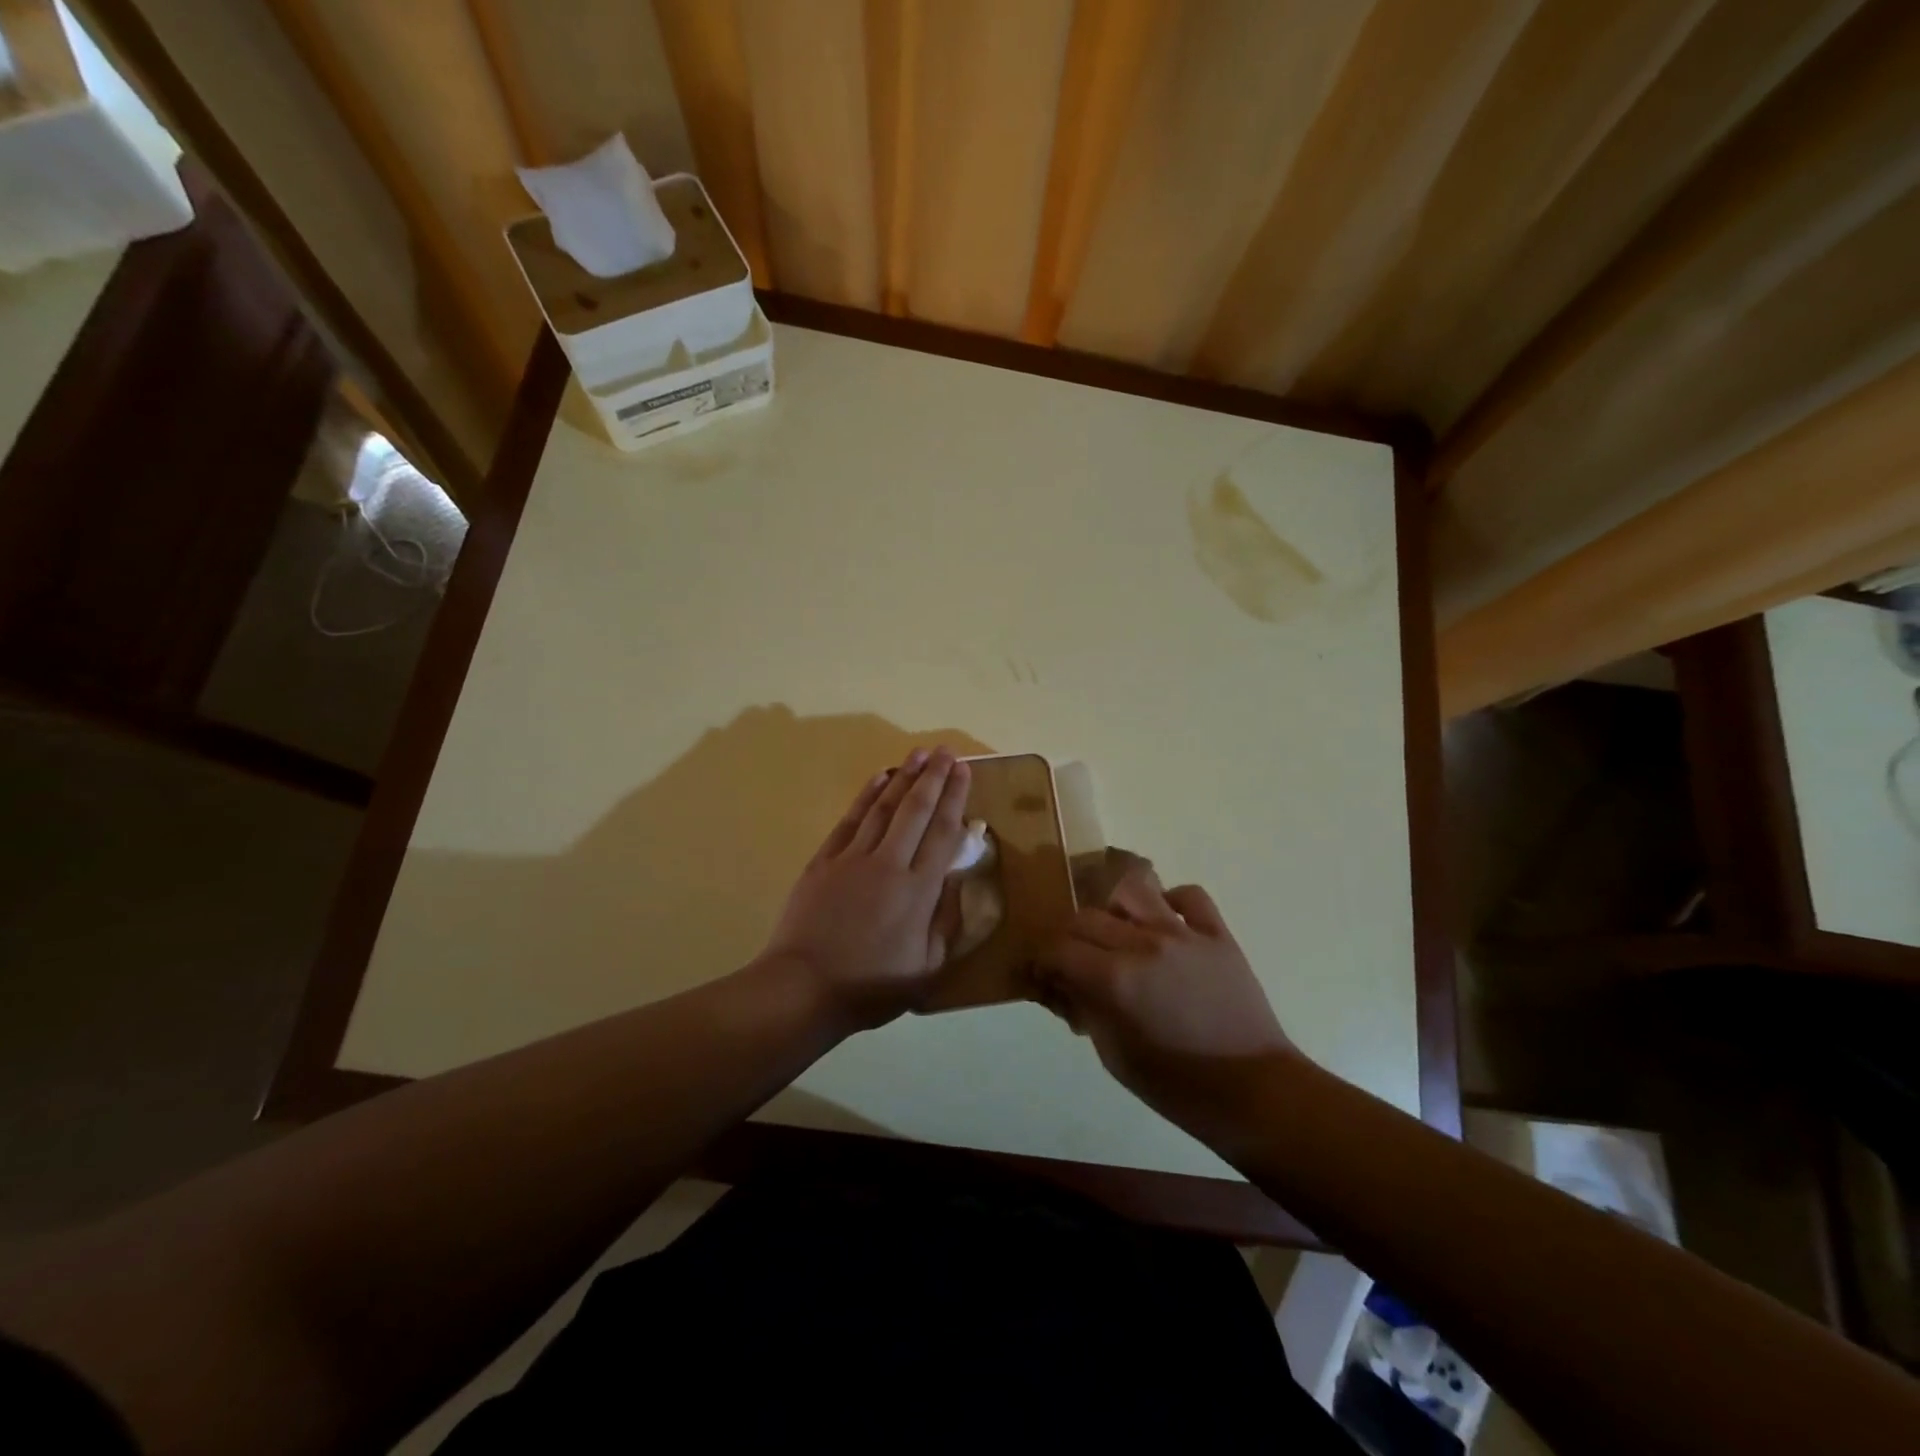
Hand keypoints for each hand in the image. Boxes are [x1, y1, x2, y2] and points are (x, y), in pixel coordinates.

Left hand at [762, 747, 971, 1030]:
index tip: (963, 771)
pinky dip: (866, 795)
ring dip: (903, 777)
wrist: (803, 988)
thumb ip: (946, 922)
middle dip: (934, 777)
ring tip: (918, 753)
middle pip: (916, 810)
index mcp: (919, 891)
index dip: (955, 798)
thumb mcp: (926, 967)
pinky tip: (879, 778)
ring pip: (884, 807)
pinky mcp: (824, 860)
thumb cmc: (871, 986)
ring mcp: (853, 858)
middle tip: (945, 750)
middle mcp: (889, 864)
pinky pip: (850, 819)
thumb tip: (957, 880)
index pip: (943, 832)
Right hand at [1032, 863, 1295, 1136]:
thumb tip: (1062, 984)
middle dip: (1069, 938)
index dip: (1042, 960)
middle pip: (1087, 918)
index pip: (1058, 949)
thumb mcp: (1114, 1056)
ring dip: (1114, 909)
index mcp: (1115, 980)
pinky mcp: (1217, 934)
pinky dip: (1170, 901)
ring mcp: (1183, 934)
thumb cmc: (1177, 1086)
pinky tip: (1165, 922)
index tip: (1043, 974)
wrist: (1254, 1092)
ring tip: (1118, 932)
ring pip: (1132, 891)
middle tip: (1074, 961)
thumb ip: (1084, 1009)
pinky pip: (1189, 896)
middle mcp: (1144, 944)